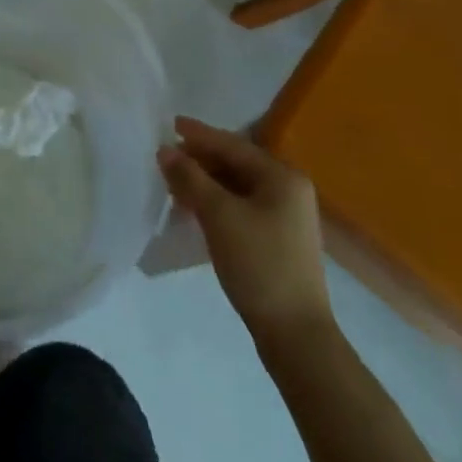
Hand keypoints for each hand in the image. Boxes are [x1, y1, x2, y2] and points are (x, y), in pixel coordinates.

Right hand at [158, 116, 332, 342]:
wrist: (296, 336)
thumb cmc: (259, 264)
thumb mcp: (219, 215)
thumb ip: (190, 178)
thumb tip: (165, 150)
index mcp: (282, 176)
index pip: (232, 145)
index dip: (198, 135)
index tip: (169, 124)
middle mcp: (288, 189)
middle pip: (235, 164)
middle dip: (199, 161)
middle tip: (165, 160)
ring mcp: (286, 216)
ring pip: (237, 187)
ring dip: (205, 184)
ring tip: (173, 186)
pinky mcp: (278, 240)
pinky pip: (241, 207)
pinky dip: (217, 204)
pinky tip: (194, 211)